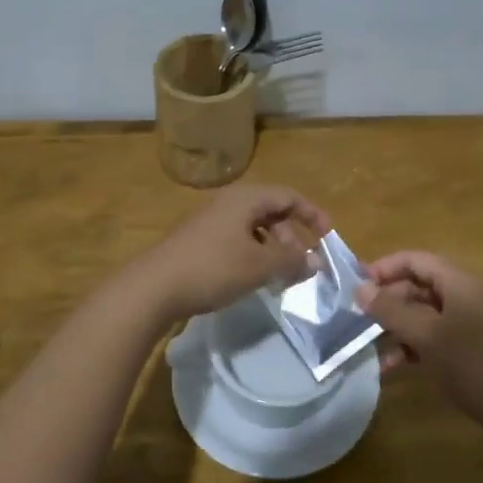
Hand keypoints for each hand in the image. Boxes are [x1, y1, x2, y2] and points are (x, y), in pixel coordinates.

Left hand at [135, 185, 331, 321]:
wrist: (154, 286)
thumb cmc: (213, 268)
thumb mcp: (259, 266)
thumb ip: (292, 261)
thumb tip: (316, 261)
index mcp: (246, 198)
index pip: (289, 196)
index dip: (312, 214)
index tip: (328, 236)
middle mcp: (228, 202)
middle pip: (270, 210)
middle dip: (291, 235)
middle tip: (301, 263)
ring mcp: (210, 220)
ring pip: (252, 227)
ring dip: (272, 248)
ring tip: (280, 275)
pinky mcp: (197, 240)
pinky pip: (235, 239)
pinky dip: (252, 254)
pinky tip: (252, 278)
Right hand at [356, 251, 482, 436]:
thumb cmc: (474, 366)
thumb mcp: (427, 336)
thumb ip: (392, 311)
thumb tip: (360, 289)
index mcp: (459, 284)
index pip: (416, 260)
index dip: (385, 267)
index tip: (356, 285)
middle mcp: (464, 298)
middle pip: (419, 286)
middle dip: (388, 300)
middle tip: (358, 318)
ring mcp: (469, 325)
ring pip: (424, 315)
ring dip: (396, 327)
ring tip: (368, 344)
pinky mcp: (471, 351)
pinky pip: (434, 338)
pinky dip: (411, 347)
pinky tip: (391, 367)